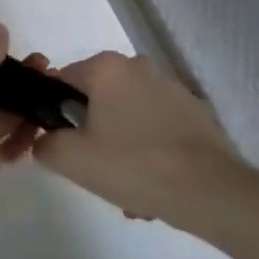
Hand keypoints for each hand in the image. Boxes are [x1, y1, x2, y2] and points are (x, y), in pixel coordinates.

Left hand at [0, 23, 33, 250]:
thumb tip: (0, 30)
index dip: (2, 58)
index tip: (32, 55)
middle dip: (20, 81)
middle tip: (50, 73)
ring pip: (2, 119)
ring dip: (27, 108)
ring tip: (56, 97)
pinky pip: (6, 150)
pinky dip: (24, 141)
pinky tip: (44, 126)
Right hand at [27, 51, 258, 231]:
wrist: (214, 192)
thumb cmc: (135, 166)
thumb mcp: (73, 160)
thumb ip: (46, 145)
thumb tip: (45, 140)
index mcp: (106, 67)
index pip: (63, 80)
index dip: (57, 113)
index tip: (65, 145)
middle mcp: (137, 66)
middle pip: (98, 98)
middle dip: (94, 133)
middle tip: (98, 171)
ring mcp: (171, 88)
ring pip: (129, 115)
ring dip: (123, 144)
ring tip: (131, 190)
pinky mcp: (197, 113)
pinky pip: (158, 127)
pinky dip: (152, 149)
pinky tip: (158, 185)